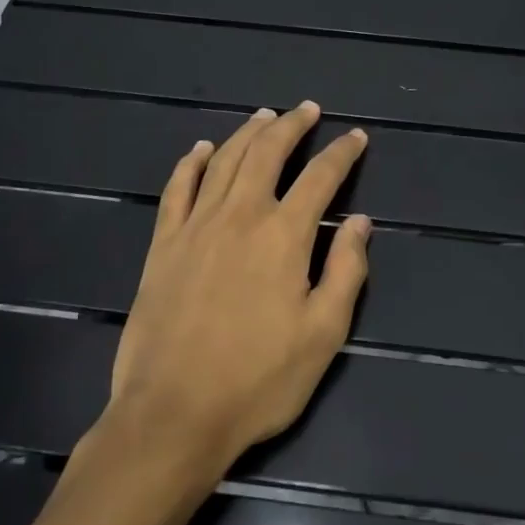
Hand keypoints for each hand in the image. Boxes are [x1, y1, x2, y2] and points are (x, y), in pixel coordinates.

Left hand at [103, 103, 370, 476]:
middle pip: (268, 152)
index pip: (320, 177)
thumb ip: (346, 271)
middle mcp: (240, 215)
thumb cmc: (258, 380)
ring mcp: (196, 226)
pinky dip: (190, 162)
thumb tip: (361, 222)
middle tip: (308, 110)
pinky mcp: (163, 244)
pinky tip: (200, 149)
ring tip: (265, 116)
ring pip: (224, 160)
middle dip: (292, 126)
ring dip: (247, 132)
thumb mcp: (323, 334)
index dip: (342, 153)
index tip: (355, 137)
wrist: (173, 414)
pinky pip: (176, 188)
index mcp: (284, 235)